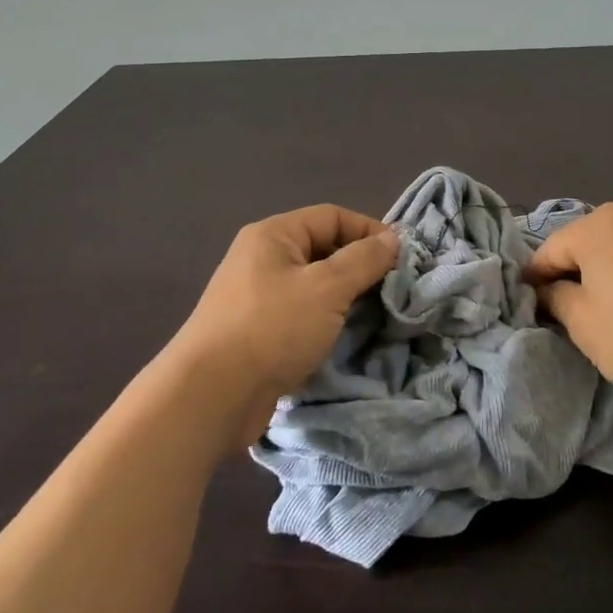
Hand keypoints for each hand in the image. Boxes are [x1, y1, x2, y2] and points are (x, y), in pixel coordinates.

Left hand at [163, 204, 396, 444]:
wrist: (211, 396)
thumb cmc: (272, 328)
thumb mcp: (327, 287)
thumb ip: (364, 260)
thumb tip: (392, 240)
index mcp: (273, 235)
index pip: (332, 216)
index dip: (369, 231)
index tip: (402, 258)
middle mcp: (262, 259)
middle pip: (323, 249)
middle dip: (360, 265)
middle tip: (393, 288)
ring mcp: (258, 297)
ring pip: (315, 285)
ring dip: (346, 297)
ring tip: (376, 313)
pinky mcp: (258, 332)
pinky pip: (303, 314)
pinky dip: (327, 320)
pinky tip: (346, 336)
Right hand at [524, 203, 612, 400]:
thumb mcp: (582, 322)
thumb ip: (556, 297)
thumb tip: (549, 289)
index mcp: (600, 224)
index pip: (552, 249)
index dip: (536, 277)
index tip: (528, 302)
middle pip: (586, 244)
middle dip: (572, 272)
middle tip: (564, 309)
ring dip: (604, 274)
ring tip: (603, 310)